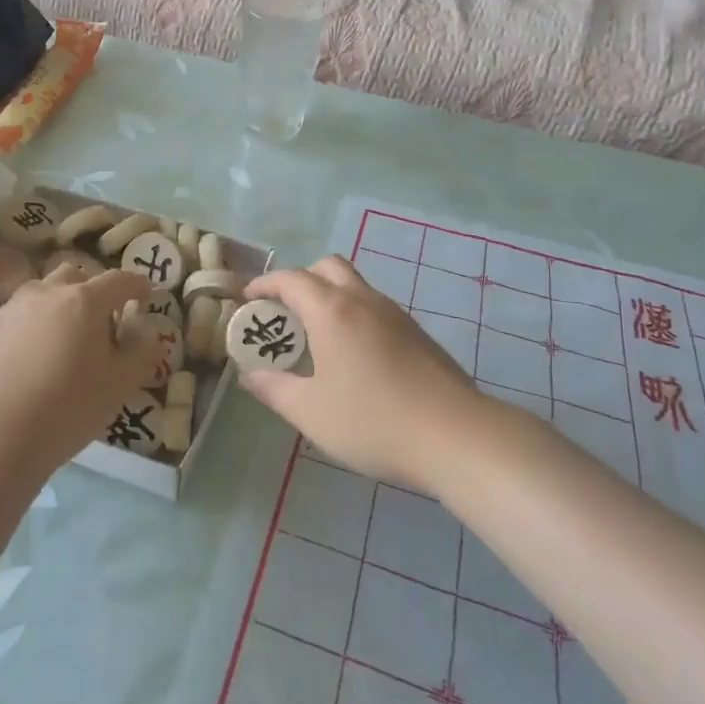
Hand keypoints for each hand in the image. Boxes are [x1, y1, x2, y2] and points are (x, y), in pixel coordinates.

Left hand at [0, 264, 159, 473]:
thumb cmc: (69, 407)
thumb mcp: (120, 384)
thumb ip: (141, 351)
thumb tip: (147, 331)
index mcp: (84, 301)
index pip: (119, 280)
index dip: (136, 285)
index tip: (145, 295)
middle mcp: (45, 293)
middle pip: (74, 276)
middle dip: (90, 290)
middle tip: (99, 319)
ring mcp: (9, 308)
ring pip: (38, 293)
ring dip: (55, 305)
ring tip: (58, 338)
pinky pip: (11, 318)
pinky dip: (25, 328)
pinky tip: (24, 358)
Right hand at [240, 257, 488, 489]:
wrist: (456, 436)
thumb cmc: (373, 421)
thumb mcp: (311, 412)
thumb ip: (274, 389)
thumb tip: (249, 375)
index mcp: (332, 311)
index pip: (291, 279)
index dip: (264, 284)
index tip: (248, 299)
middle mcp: (363, 301)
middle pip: (326, 267)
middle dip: (299, 281)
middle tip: (285, 314)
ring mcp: (395, 314)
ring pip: (355, 285)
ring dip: (329, 297)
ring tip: (315, 337)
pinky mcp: (416, 333)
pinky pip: (374, 307)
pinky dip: (353, 314)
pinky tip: (353, 356)